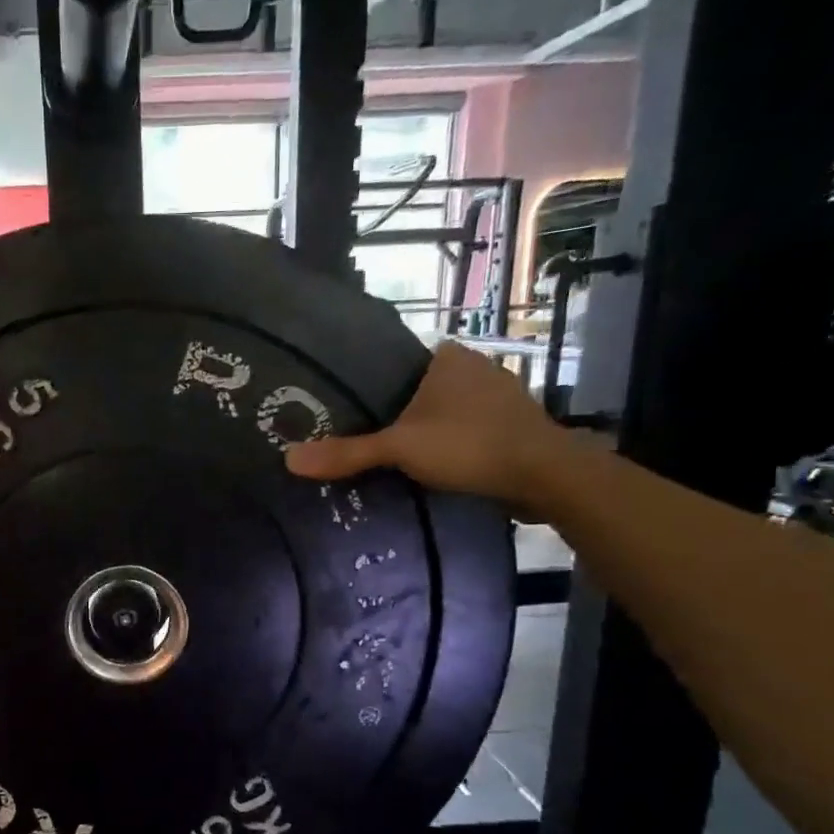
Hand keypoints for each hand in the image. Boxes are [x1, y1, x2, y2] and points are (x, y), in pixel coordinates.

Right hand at [286, 341, 571, 510]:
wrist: (546, 476)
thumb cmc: (469, 445)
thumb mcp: (399, 448)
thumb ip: (346, 453)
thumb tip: (288, 460)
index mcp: (448, 357)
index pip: (397, 364)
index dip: (372, 388)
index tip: (349, 413)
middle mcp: (476, 368)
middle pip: (419, 391)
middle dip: (397, 414)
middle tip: (363, 440)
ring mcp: (499, 397)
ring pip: (446, 414)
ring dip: (426, 433)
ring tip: (392, 459)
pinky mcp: (513, 427)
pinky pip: (467, 432)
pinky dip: (450, 448)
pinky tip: (433, 469)